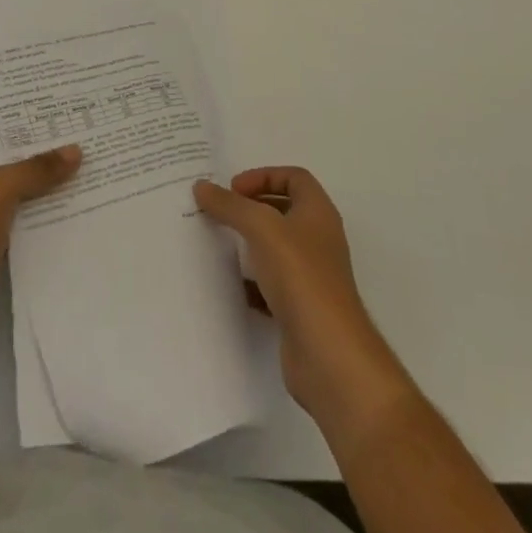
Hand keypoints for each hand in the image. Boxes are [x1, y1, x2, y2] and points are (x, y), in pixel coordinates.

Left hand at [0, 131, 80, 364]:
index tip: (55, 120)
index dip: (18, 127)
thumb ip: (36, 169)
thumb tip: (75, 150)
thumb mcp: (0, 190)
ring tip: (78, 174)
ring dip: (36, 190)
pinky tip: (64, 213)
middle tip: (75, 143)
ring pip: (6, 197)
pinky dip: (32, 219)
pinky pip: (10, 226)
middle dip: (33, 158)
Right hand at [194, 167, 414, 445]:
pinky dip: (250, 282)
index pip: (294, 177)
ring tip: (218, 243)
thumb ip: (230, 205)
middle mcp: (318, 241)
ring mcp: (311, 277)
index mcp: (318, 214)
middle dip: (251, 208)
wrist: (330, 356)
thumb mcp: (262, 228)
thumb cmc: (302, 278)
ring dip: (248, 244)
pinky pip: (271, 286)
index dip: (264, 175)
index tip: (233, 189)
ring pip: (276, 249)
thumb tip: (202, 186)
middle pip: (284, 210)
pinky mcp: (300, 310)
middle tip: (221, 212)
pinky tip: (229, 285)